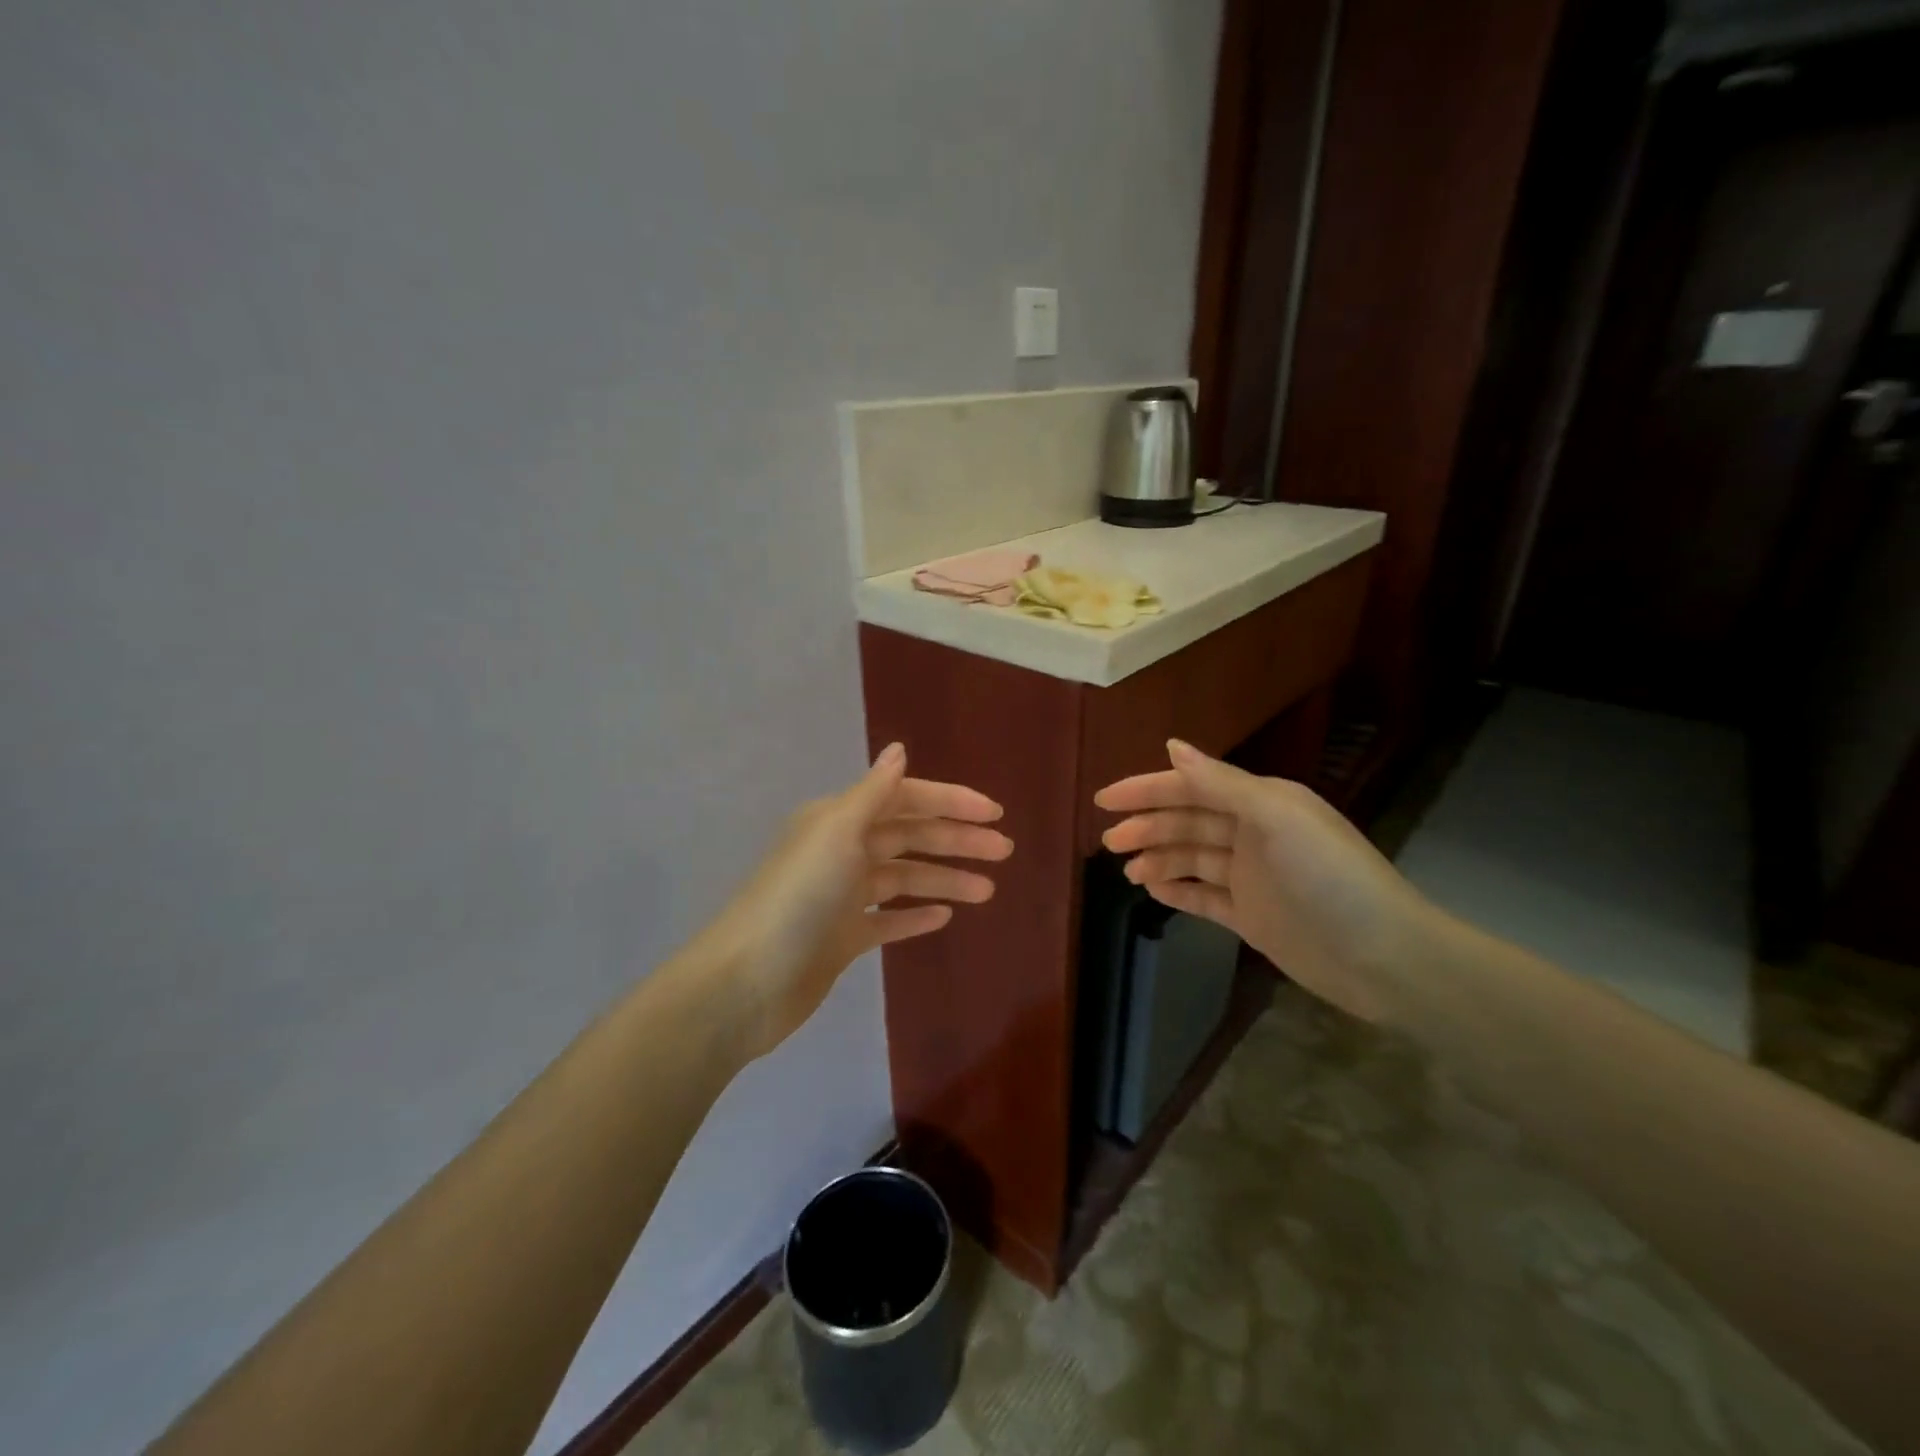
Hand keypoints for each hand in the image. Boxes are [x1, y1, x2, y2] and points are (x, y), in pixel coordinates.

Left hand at [691, 743, 1010, 1059]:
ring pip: (903, 878)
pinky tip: (944, 916)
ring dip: (945, 879)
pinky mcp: (841, 937)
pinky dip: (914, 914)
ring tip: (987, 890)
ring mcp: (841, 897)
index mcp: (838, 820)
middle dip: (956, 840)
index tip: (994, 812)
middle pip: (908, 837)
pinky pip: (887, 919)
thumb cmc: (797, 899)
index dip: (950, 802)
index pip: (904, 800)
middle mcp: (840, 851)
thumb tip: (899, 749)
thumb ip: (873, 793)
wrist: (747, 982)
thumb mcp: (836, 833)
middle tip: (1004, 851)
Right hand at [1095, 740, 1434, 1023]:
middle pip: (1187, 822)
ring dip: (1158, 859)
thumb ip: (1221, 783)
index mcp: (1261, 802)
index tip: (1104, 800)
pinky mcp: (1252, 915)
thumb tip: (1172, 746)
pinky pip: (1204, 897)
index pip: (1192, 787)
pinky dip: (1177, 890)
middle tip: (1108, 842)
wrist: (1383, 958)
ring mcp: (1252, 876)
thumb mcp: (1276, 818)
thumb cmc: (1329, 877)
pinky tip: (1152, 890)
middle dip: (1147, 827)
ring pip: (1192, 859)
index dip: (1147, 790)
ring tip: (1127, 872)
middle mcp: (1254, 833)